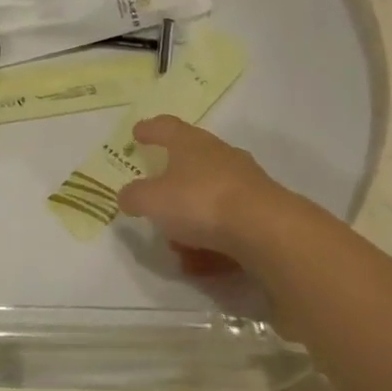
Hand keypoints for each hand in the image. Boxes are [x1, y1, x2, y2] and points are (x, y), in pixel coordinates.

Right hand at [116, 116, 276, 261]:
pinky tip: (202, 263)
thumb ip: (135, 197)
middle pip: (192, 160)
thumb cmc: (200, 202)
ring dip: (192, 219)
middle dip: (173, 179)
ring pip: (210, 196)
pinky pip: (229, 223)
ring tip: (178, 247)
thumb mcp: (153, 201)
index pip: (166, 127)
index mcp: (190, 143)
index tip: (138, 133)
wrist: (265, 230)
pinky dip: (213, 240)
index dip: (150, 129)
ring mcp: (245, 182)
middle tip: (157, 194)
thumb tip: (126, 195)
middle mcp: (219, 155)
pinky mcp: (263, 210)